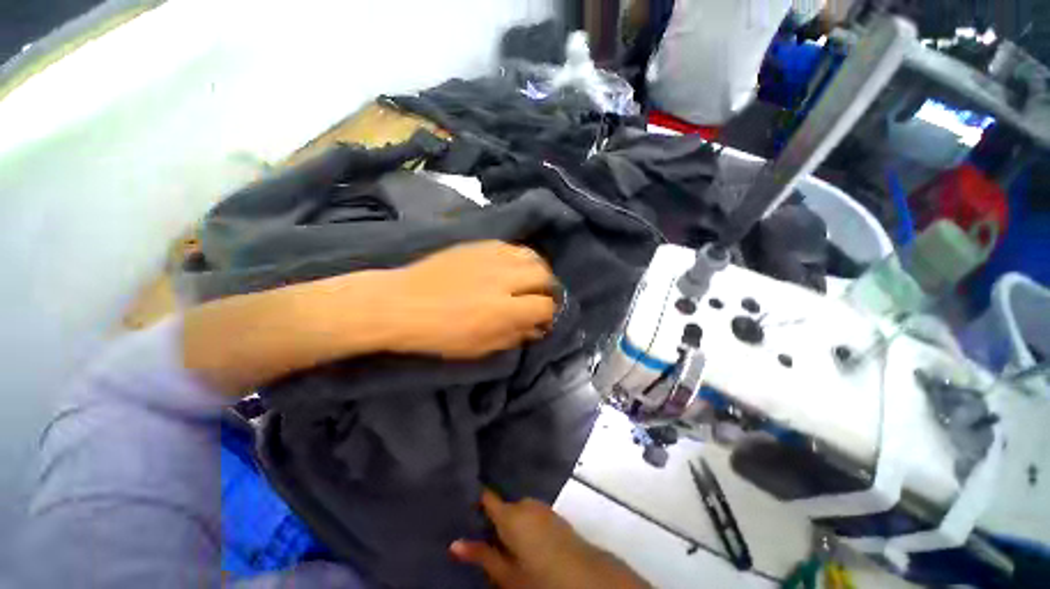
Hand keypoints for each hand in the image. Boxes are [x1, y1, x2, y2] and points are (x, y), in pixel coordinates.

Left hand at [380, 241, 556, 359]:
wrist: (400, 304)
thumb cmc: (438, 334)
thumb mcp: (479, 348)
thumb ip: (513, 336)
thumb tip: (536, 328)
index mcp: (502, 310)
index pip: (544, 306)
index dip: (548, 315)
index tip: (542, 320)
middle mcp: (503, 279)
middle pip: (544, 276)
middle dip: (548, 289)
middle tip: (539, 299)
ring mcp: (490, 257)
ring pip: (531, 256)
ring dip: (537, 270)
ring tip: (529, 280)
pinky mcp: (478, 245)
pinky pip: (511, 246)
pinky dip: (519, 258)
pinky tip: (511, 267)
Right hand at [450, 490, 649, 588]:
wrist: (584, 574)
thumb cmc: (540, 577)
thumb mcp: (506, 574)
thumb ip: (481, 555)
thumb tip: (454, 543)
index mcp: (511, 514)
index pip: (487, 497)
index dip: (475, 499)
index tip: (461, 502)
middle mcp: (526, 504)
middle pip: (503, 505)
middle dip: (492, 518)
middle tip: (480, 536)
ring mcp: (541, 508)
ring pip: (518, 510)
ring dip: (509, 521)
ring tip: (501, 542)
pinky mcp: (553, 515)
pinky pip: (531, 514)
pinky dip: (524, 523)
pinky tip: (523, 541)